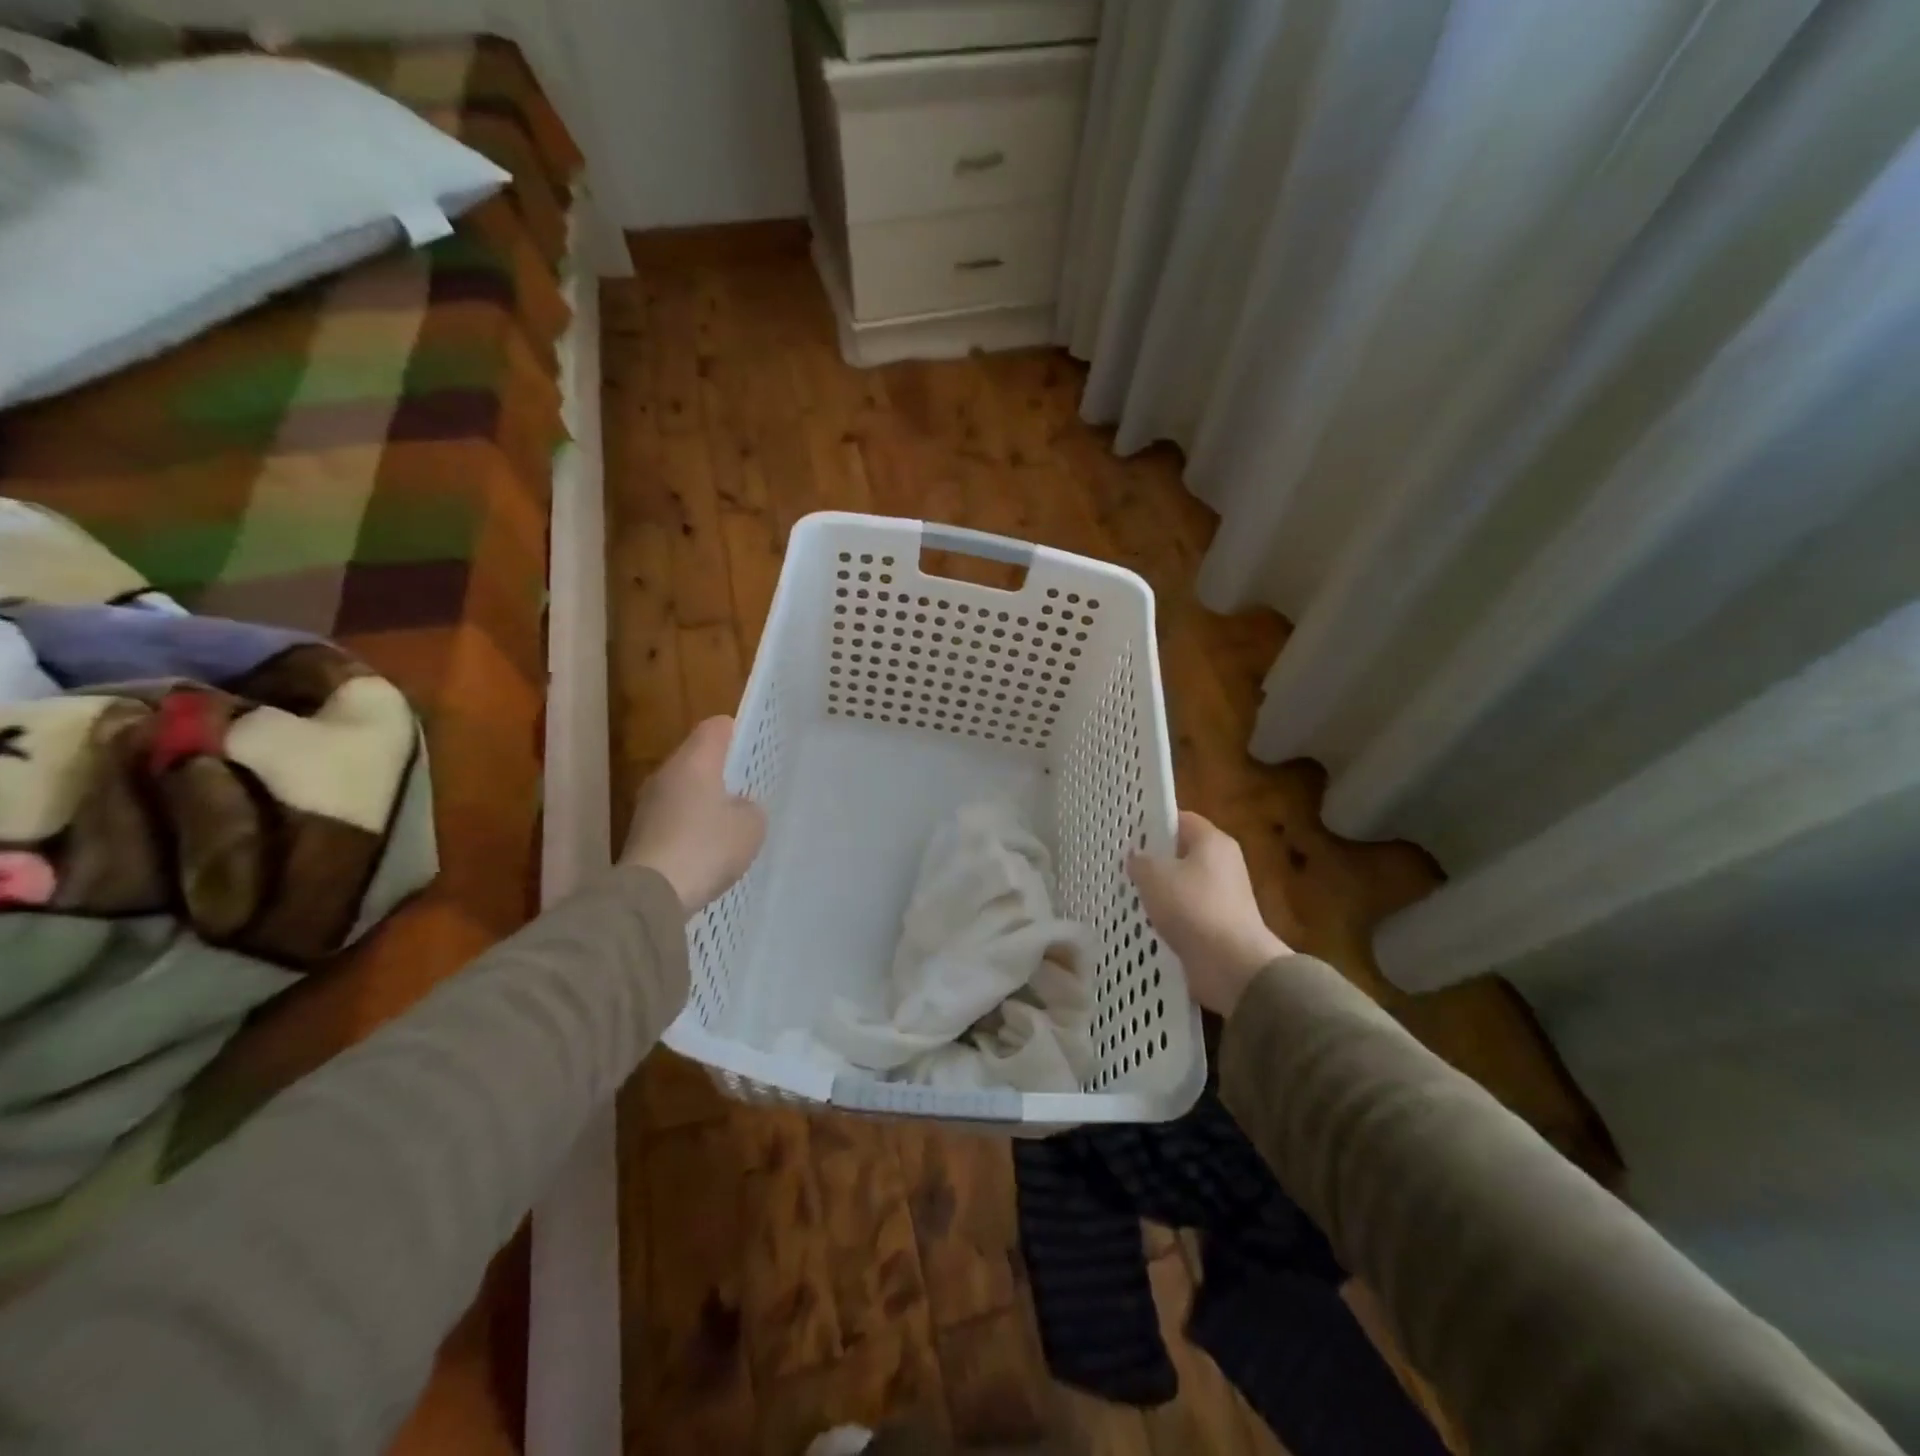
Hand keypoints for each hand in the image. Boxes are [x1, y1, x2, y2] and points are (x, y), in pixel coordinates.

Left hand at [621, 717, 765, 915]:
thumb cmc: (707, 847)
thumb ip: (750, 807)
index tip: (754, 749)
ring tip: (731, 822)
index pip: (716, 727)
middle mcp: (667, 773)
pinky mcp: (641, 832)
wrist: (653, 893)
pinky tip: (708, 847)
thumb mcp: (751, 826)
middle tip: (748, 788)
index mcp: (695, 761)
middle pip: (697, 757)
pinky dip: (690, 824)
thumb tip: (738, 805)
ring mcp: (649, 803)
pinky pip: (673, 816)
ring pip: (684, 788)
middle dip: (722, 770)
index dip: (737, 732)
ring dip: (705, 799)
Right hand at [1128, 811, 1289, 1016]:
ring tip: (1128, 895)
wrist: (1231, 965)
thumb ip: (1140, 861)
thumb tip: (1138, 858)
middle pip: (1182, 852)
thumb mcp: (1154, 876)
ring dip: (1160, 891)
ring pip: (1183, 885)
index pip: (1181, 819)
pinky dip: (1170, 917)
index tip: (1127, 833)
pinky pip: (1188, 912)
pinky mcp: (1220, 925)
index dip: (1153, 822)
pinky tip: (1146, 923)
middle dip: (1154, 859)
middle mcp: (1223, 863)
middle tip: (1122, 865)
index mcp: (1213, 841)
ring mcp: (1224, 896)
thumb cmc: (1192, 907)